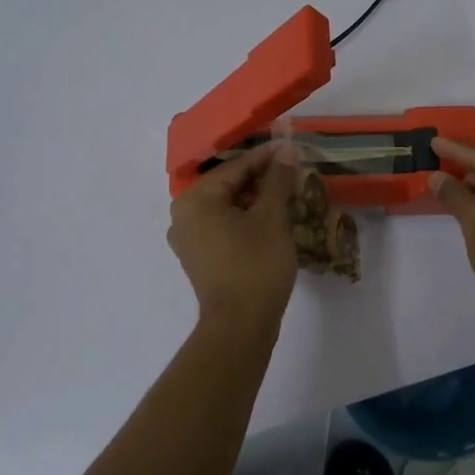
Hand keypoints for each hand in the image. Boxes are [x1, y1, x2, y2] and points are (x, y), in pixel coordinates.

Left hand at [168, 141, 298, 326]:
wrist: (241, 325)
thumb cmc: (255, 265)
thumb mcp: (271, 217)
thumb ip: (277, 180)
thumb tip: (285, 150)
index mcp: (194, 200)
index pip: (235, 167)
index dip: (266, 157)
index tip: (291, 149)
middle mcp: (183, 215)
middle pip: (227, 186)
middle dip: (261, 179)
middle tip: (292, 172)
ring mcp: (188, 240)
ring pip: (226, 207)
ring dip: (255, 200)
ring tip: (287, 194)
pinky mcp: (199, 259)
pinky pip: (222, 227)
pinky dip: (245, 220)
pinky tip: (271, 220)